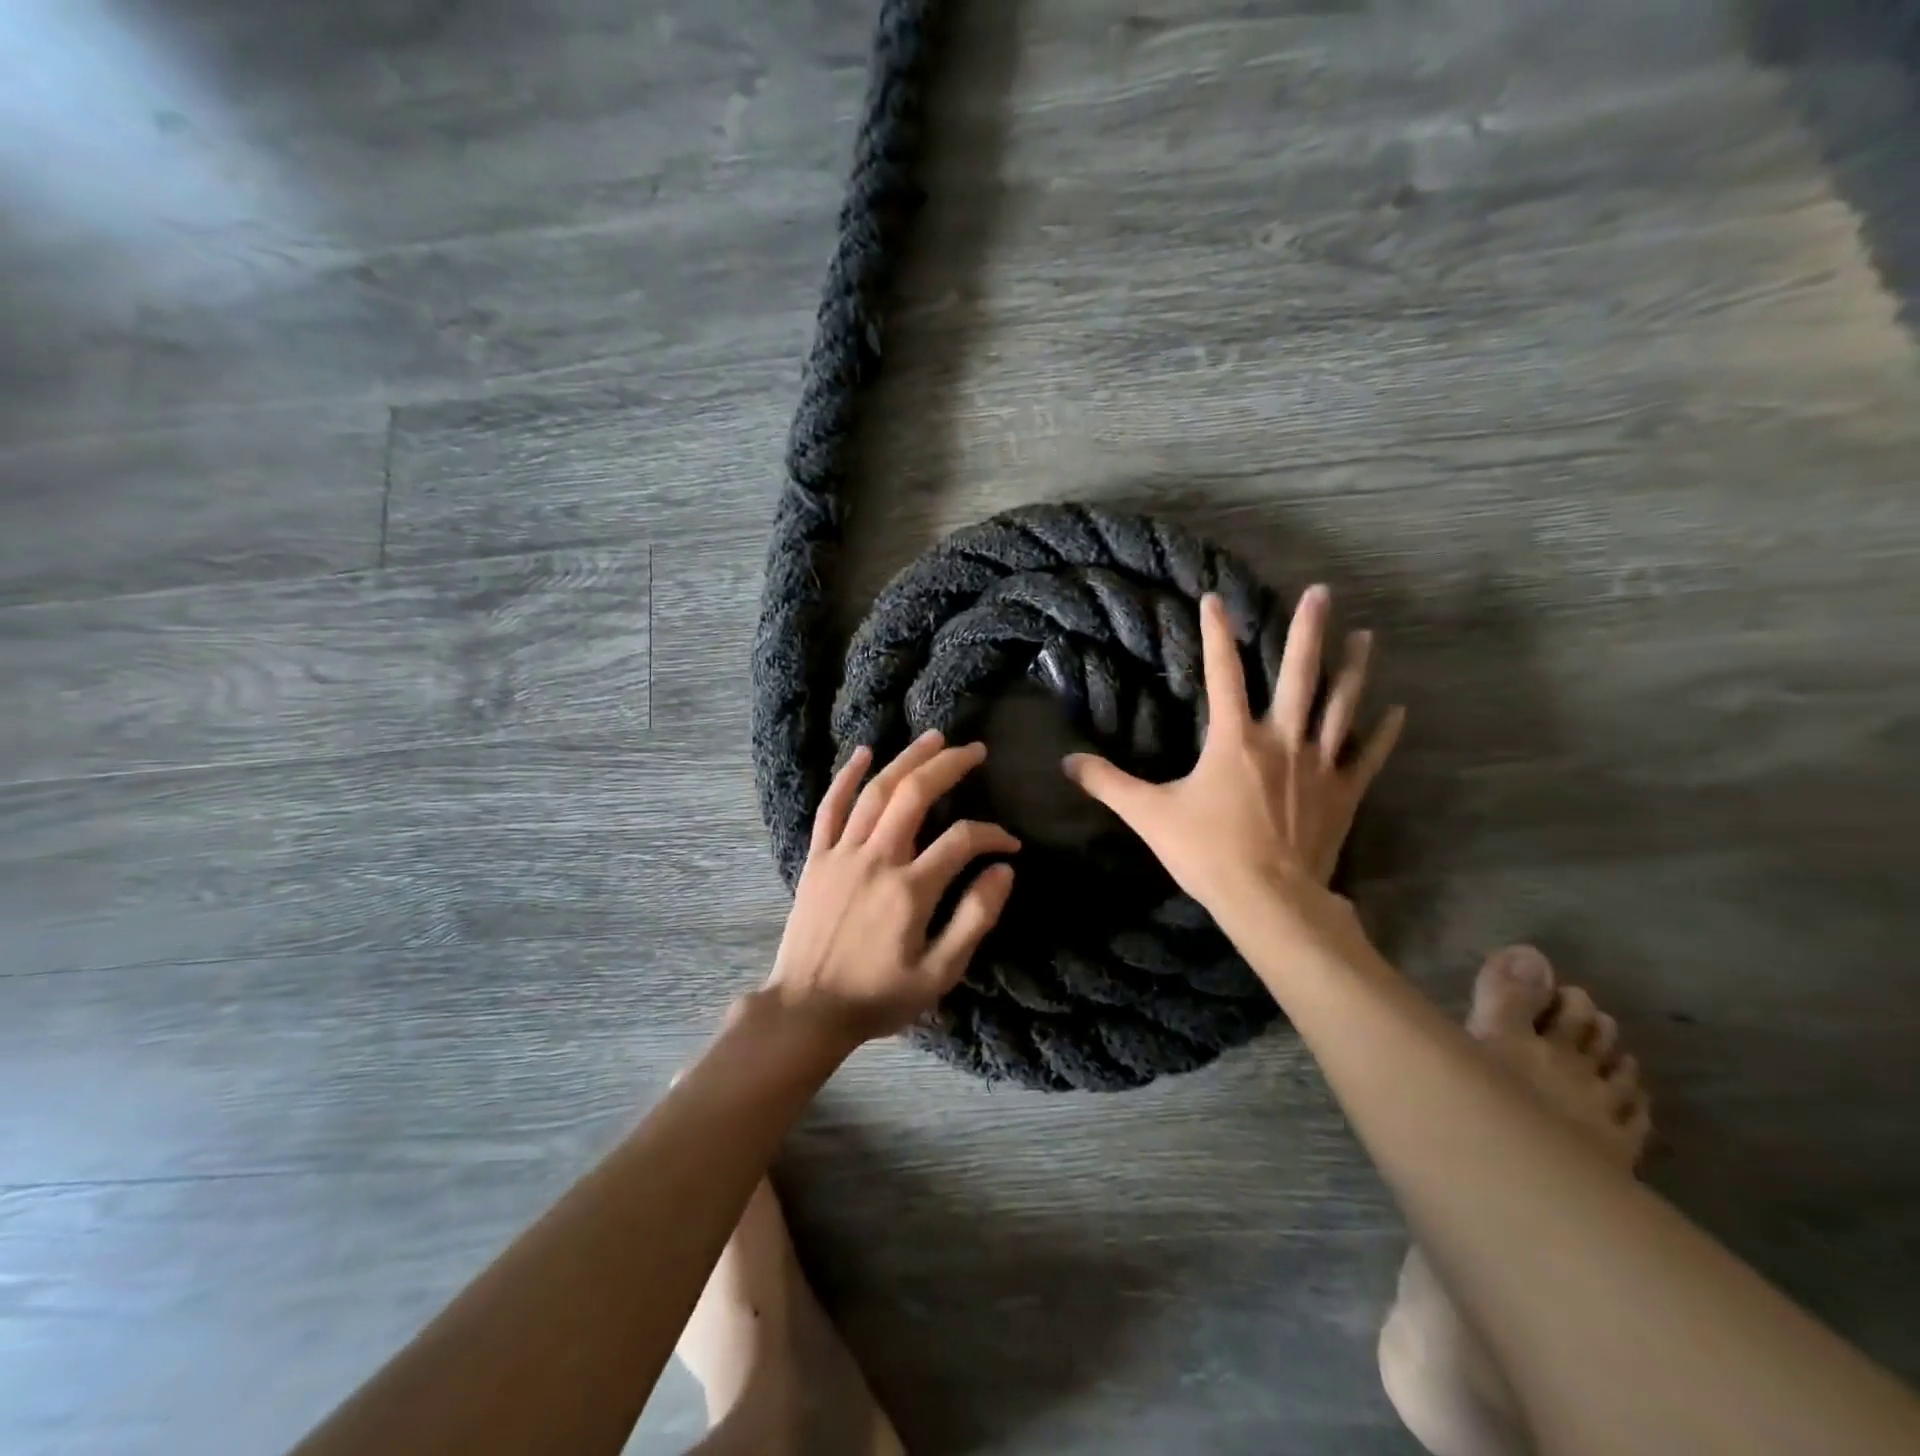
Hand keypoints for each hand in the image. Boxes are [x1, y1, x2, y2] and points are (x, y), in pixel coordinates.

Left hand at [766, 730, 1018, 1053]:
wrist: (807, 1010)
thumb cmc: (878, 997)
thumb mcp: (939, 974)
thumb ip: (975, 919)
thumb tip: (1004, 871)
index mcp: (910, 889)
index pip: (963, 840)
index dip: (993, 835)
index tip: (1010, 844)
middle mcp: (877, 859)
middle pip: (915, 794)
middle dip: (949, 765)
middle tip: (975, 750)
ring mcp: (842, 854)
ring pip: (876, 791)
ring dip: (906, 759)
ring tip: (934, 738)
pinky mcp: (817, 858)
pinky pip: (830, 807)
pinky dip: (846, 776)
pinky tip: (864, 752)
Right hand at [1063, 585, 1402, 925]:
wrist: (1269, 900)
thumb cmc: (1208, 852)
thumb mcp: (1149, 815)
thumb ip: (1108, 784)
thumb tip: (1067, 762)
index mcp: (1234, 740)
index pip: (1222, 674)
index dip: (1216, 634)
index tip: (1215, 598)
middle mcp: (1281, 740)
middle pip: (1299, 675)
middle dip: (1307, 631)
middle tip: (1321, 592)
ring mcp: (1318, 765)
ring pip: (1341, 706)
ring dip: (1353, 669)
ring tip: (1366, 635)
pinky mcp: (1343, 794)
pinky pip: (1367, 756)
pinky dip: (1383, 733)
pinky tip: (1398, 710)